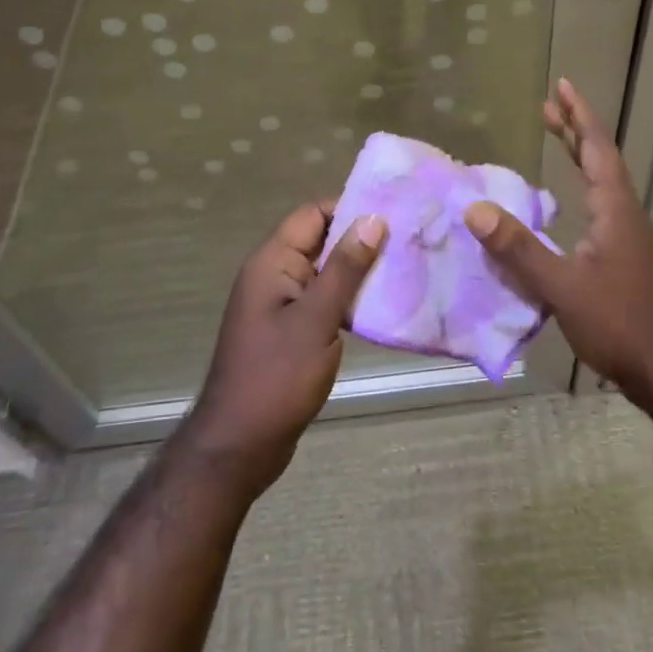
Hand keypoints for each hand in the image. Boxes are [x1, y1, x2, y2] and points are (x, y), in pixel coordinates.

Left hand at [183, 201, 385, 493]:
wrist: (241, 444)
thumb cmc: (277, 376)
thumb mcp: (316, 319)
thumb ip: (345, 268)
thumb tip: (373, 218)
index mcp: (272, 262)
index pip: (313, 214)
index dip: (351, 207)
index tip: (395, 210)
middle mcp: (274, 275)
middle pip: (321, 240)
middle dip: (362, 238)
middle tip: (411, 238)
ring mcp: (282, 304)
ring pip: (326, 272)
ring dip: (360, 270)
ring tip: (407, 267)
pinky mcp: (291, 330)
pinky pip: (324, 300)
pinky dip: (350, 298)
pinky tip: (384, 305)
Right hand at [462, 78, 652, 401]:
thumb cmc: (618, 322)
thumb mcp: (561, 286)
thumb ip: (518, 249)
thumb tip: (476, 210)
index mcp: (615, 210)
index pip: (596, 149)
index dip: (579, 116)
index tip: (563, 86)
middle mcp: (624, 214)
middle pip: (600, 159)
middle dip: (575, 129)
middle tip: (551, 104)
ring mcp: (627, 236)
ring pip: (601, 182)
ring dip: (579, 155)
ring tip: (556, 137)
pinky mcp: (623, 257)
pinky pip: (599, 205)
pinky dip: (579, 186)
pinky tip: (566, 203)